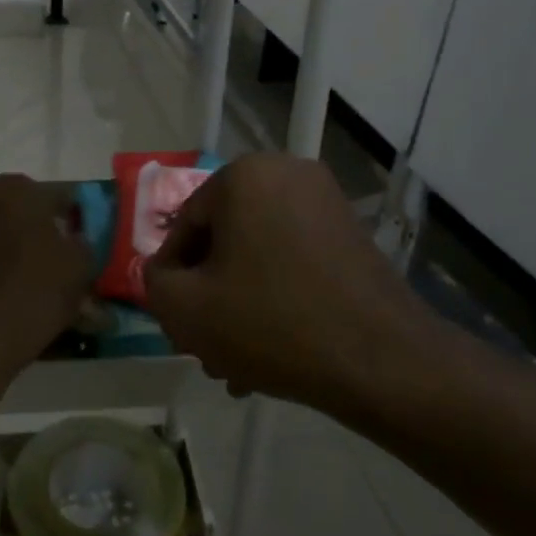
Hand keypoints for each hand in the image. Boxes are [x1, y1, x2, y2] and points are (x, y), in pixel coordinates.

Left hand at [0, 174, 90, 363]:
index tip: (74, 243)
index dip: (68, 219)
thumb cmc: (35, 292)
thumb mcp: (80, 266)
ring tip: (12, 278)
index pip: (54, 197)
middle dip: (29, 228)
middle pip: (14, 209)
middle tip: (43, 261)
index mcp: (19, 189)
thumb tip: (74, 240)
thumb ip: (81, 242)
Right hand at [143, 154, 439, 413]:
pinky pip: (293, 259)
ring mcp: (325, 200)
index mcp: (244, 175)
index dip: (173, 277)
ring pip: (258, 254)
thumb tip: (164, 272)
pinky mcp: (351, 232)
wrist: (381, 360)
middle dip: (209, 295)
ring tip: (236, 362)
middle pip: (224, 239)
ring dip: (239, 302)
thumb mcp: (187, 309)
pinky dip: (276, 295)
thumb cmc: (271, 323)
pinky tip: (271, 351)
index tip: (176, 321)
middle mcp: (286, 173)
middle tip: (204, 345)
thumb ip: (155, 283)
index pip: (185, 225)